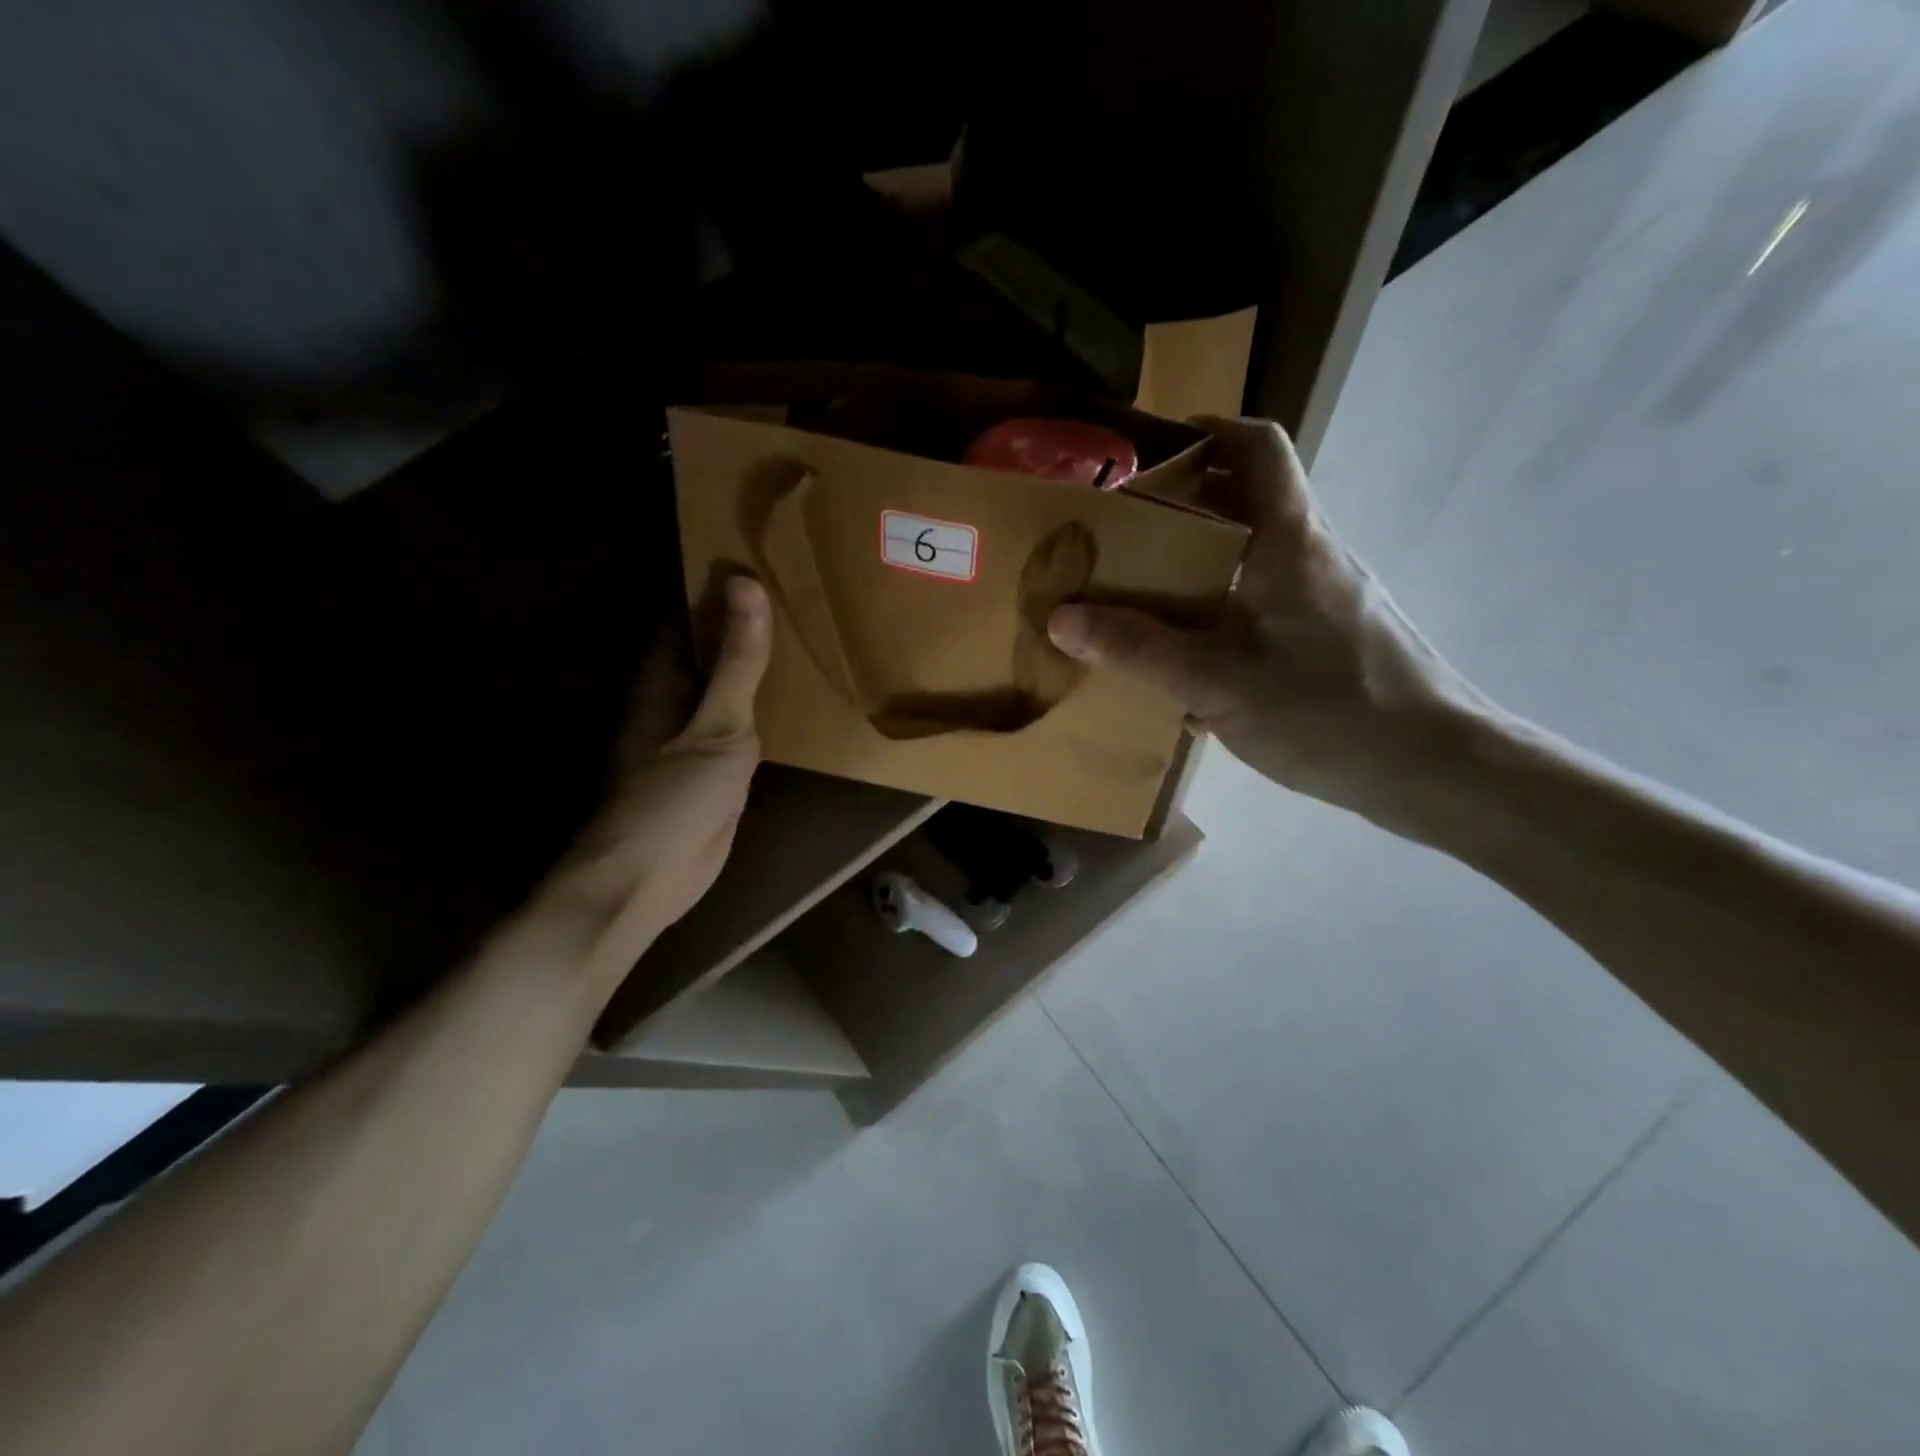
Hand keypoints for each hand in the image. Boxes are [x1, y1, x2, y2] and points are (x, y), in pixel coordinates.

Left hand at [537, 575, 771, 985]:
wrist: (654, 876)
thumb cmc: (676, 795)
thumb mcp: (719, 725)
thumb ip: (738, 662)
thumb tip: (745, 583)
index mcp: (663, 681)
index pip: (682, 619)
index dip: (711, 590)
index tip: (752, 559)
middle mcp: (674, 702)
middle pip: (706, 652)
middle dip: (739, 626)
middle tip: (792, 591)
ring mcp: (692, 739)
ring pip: (723, 689)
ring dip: (751, 667)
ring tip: (800, 634)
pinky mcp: (713, 771)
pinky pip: (738, 726)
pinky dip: (760, 708)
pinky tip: (790, 702)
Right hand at [1046, 417, 1489, 832]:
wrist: (1434, 768)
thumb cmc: (1329, 710)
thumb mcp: (1219, 682)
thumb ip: (1139, 649)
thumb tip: (1061, 616)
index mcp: (1288, 539)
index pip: (1256, 446)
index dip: (1204, 432)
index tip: (1148, 453)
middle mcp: (1311, 552)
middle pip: (1245, 501)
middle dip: (1180, 509)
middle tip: (1119, 539)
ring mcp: (1327, 595)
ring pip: (1252, 557)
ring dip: (1197, 566)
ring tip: (1139, 600)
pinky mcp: (1333, 635)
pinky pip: (1264, 603)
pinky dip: (1221, 612)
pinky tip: (1188, 662)